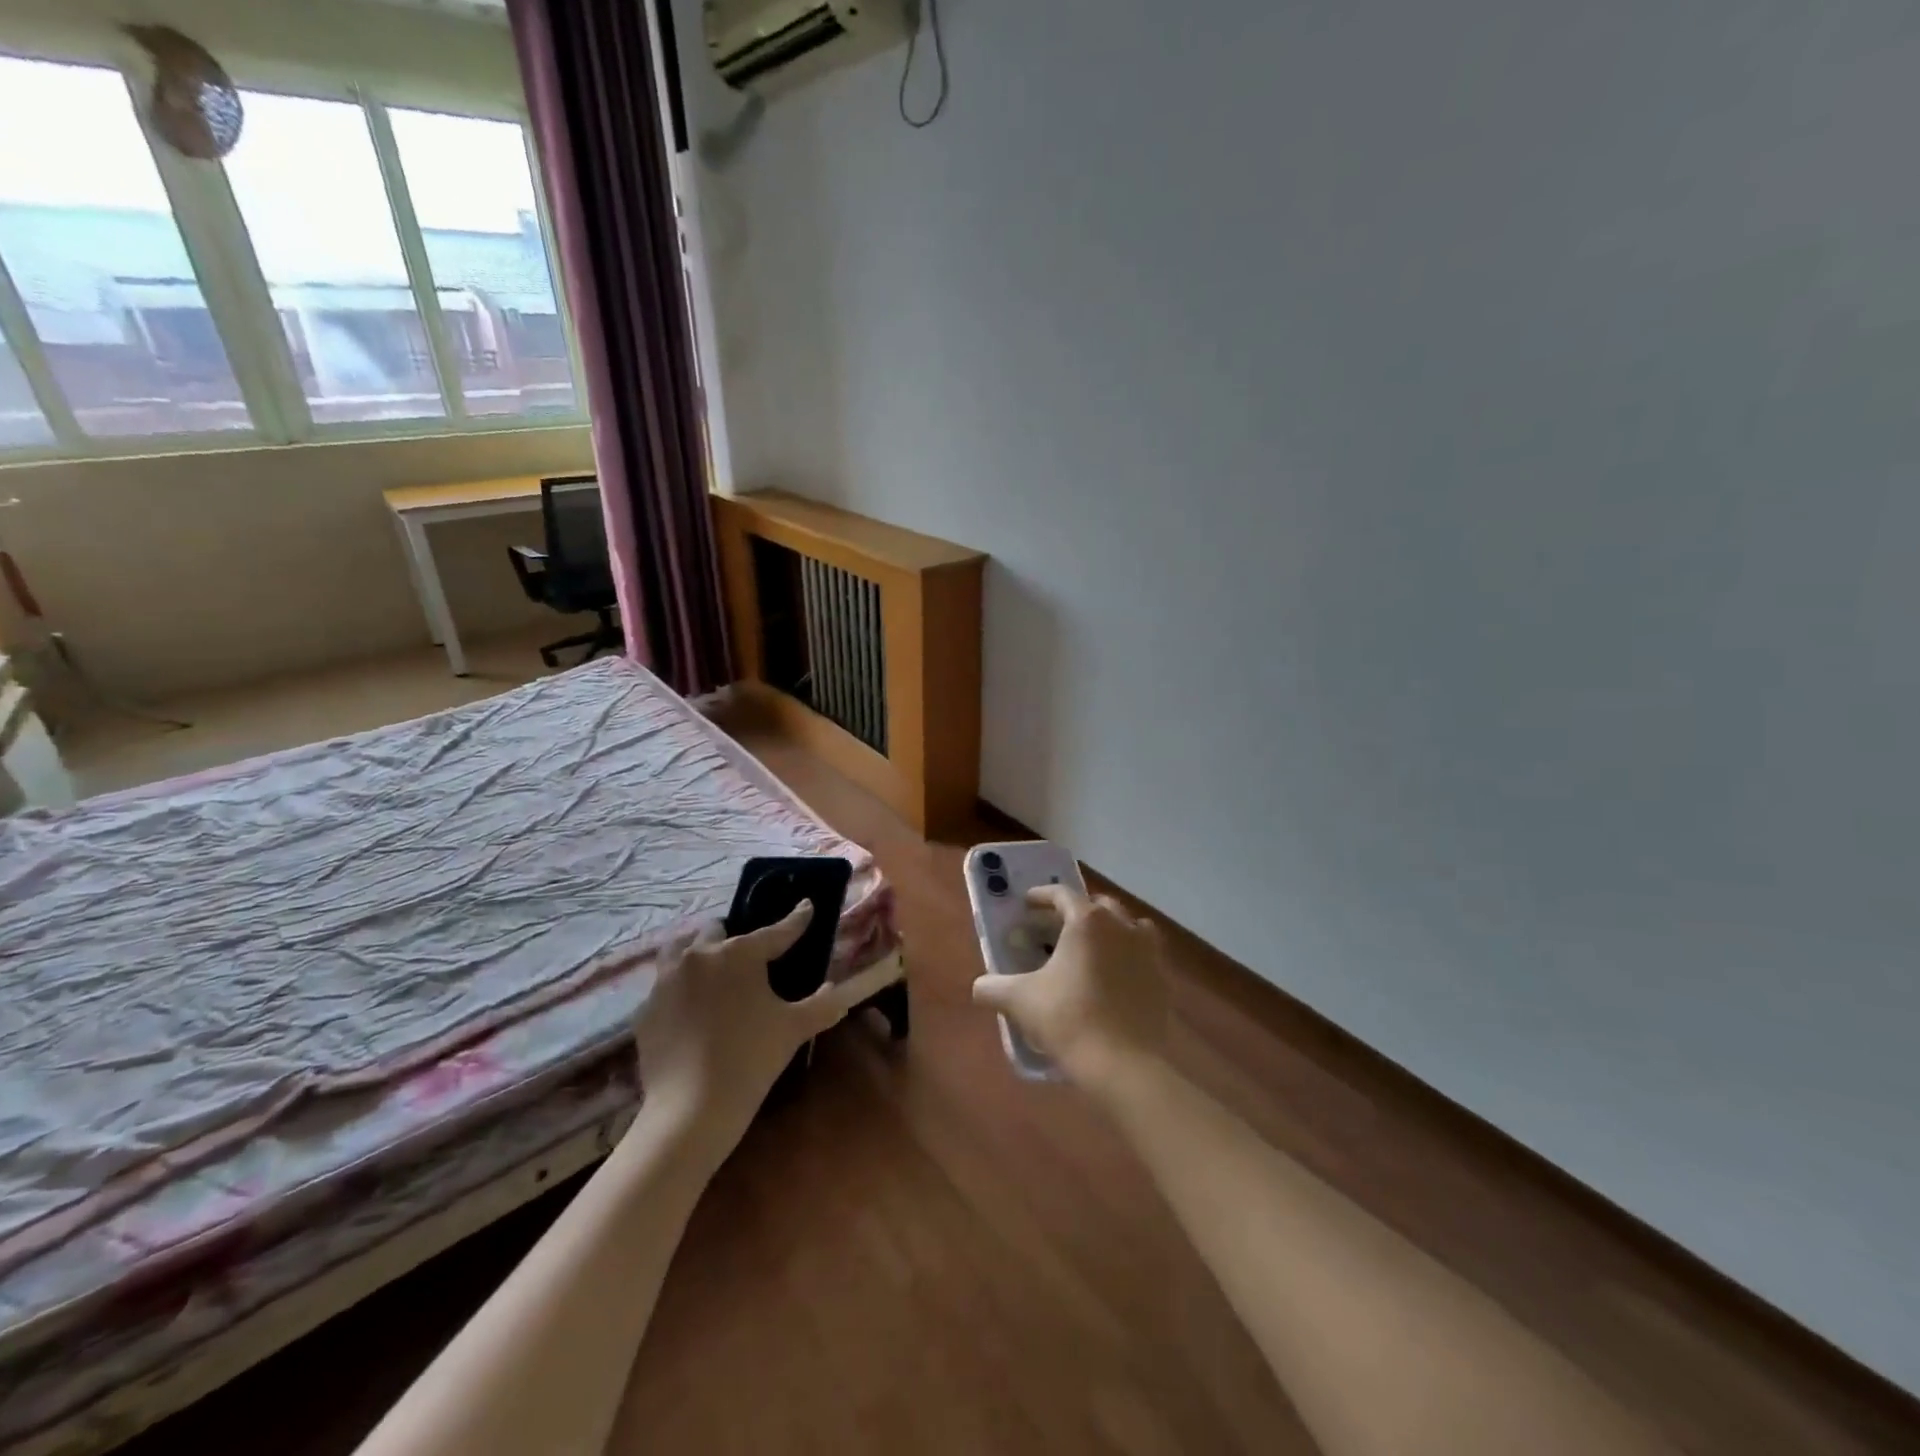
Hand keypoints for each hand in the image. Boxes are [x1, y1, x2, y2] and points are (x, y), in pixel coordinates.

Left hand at [633, 904, 860, 1153]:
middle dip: (732, 937)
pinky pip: (663, 988)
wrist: (691, 1108)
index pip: (776, 931)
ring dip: (696, 954)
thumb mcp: (795, 1029)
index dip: (796, 919)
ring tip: (710, 973)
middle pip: (715, 931)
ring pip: (679, 951)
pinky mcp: (645, 1010)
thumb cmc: (751, 1058)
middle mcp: (699, 956)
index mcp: (739, 954)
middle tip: (747, 959)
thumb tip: (838, 990)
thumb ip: (822, 1004)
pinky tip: (689, 1012)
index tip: (806, 906)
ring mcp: (665, 981)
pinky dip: (678, 992)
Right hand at [971, 885, 1171, 1096]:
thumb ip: (992, 987)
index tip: (1028, 904)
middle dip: (1077, 911)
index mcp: (1087, 921)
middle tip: (1056, 928)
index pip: (1063, 894)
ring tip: (1091, 949)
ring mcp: (1148, 951)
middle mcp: (1122, 926)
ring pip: (1128, 926)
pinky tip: (1113, 978)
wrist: (1124, 1065)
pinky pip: (1144, 955)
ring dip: (1110, 930)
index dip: (1042, 896)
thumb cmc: (1068, 1020)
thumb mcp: (1019, 1001)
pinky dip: (1127, 957)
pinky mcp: (1162, 979)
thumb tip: (979, 987)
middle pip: (1099, 905)